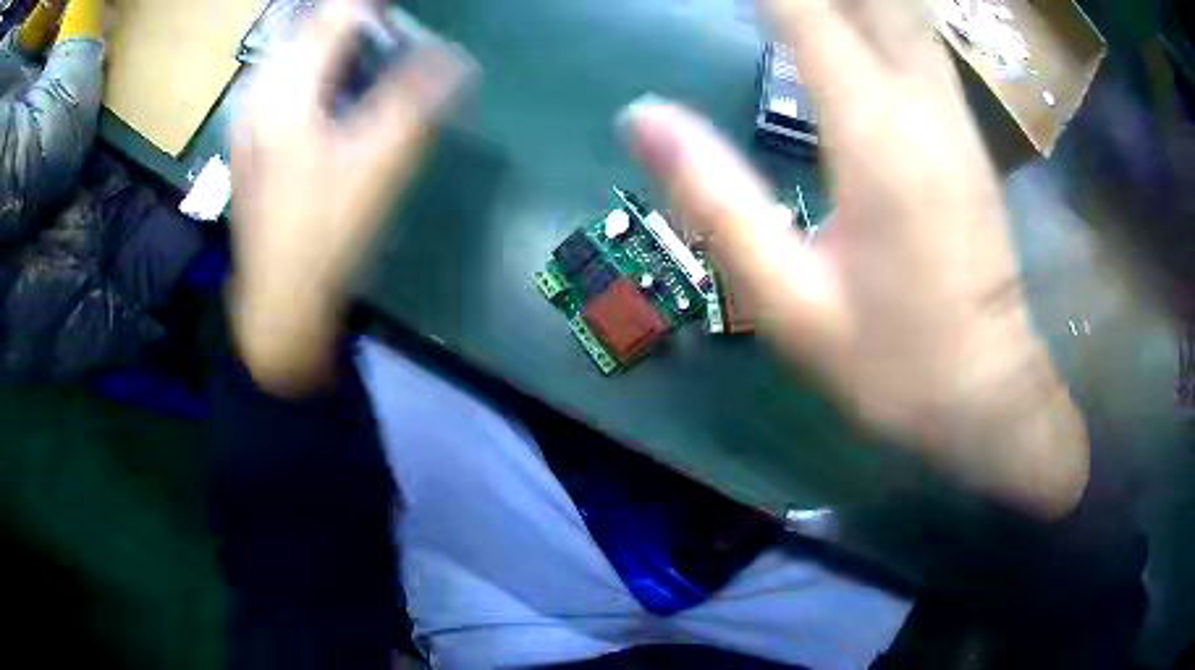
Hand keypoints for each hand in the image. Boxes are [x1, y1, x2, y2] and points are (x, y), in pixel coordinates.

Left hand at [230, 0, 469, 394]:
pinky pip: (283, 73)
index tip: (403, 11)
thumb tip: (457, 58)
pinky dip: (315, 63)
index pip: (334, 15)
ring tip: (371, 50)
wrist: (277, 299)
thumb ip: (416, 102)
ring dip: (334, 40)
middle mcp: (260, 92)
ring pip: (294, 48)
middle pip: (310, 25)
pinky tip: (334, 83)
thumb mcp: (378, 168)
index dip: (373, 6)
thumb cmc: (325, 236)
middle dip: (353, 20)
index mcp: (287, 92)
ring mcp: (249, 114)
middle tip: (392, 32)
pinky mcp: (250, 133)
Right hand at [624, 0, 1088, 516]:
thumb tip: (640, 116)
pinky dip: (880, 13)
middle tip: (760, 0)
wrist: (987, 392)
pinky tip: (853, 18)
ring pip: (904, 11)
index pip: (805, 11)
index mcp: (874, 130)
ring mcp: (952, 113)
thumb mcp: (788, 298)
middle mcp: (921, 100)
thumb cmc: (891, 360)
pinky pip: (920, 41)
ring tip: (798, 6)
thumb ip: (714, 199)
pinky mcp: (964, 132)